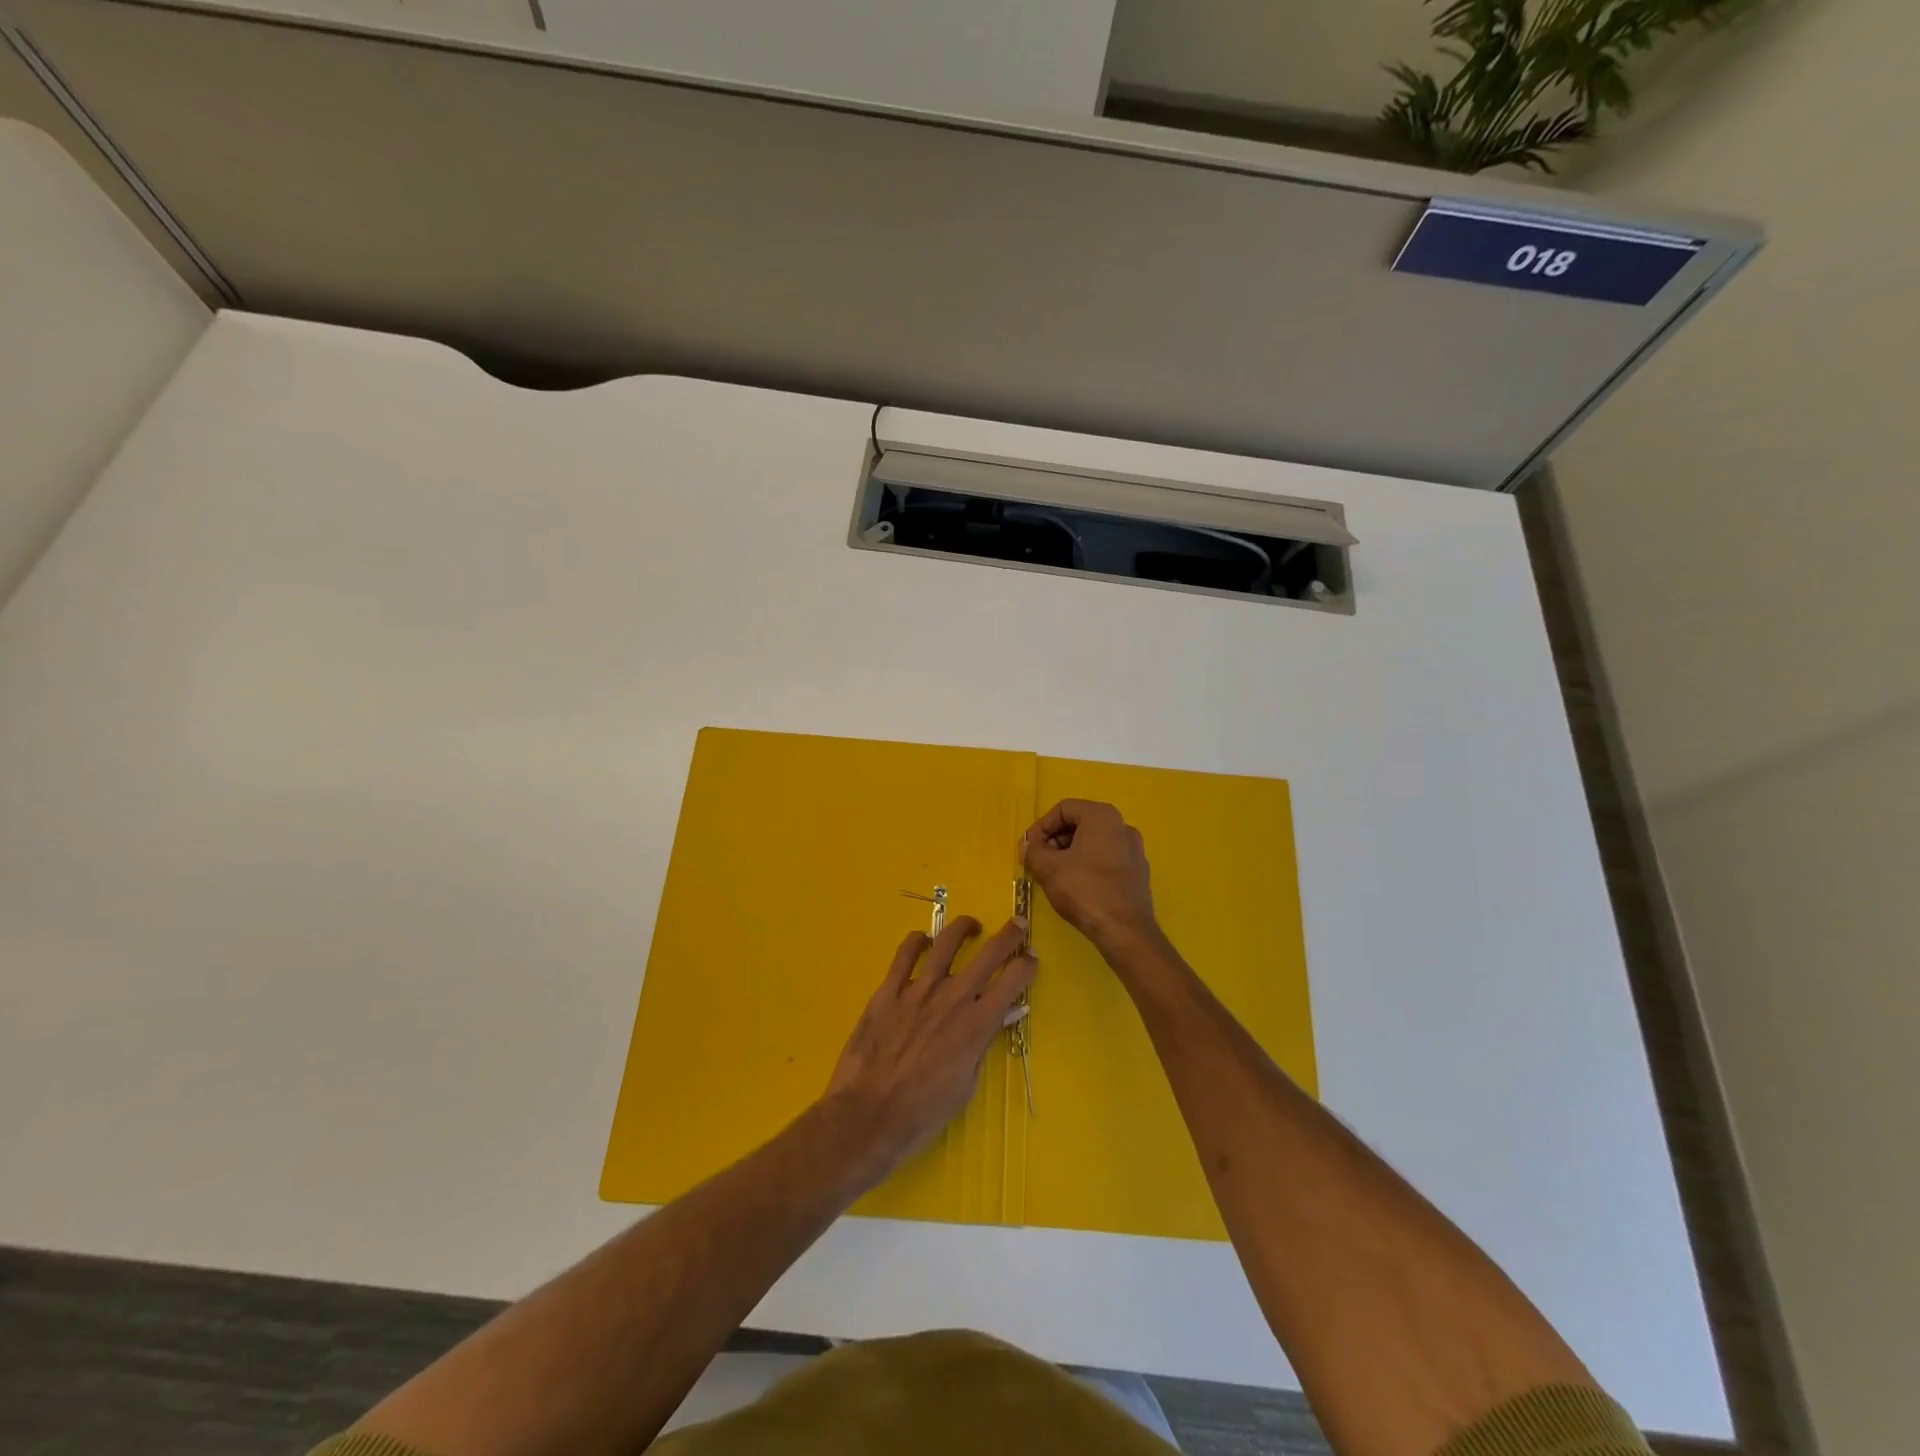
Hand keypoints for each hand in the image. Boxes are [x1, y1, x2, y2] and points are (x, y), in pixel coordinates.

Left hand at [823, 916, 1036, 1182]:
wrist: (869, 1115)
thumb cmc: (923, 1112)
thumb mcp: (966, 1085)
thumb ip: (982, 1045)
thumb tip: (999, 1018)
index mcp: (976, 1025)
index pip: (1013, 981)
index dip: (1027, 966)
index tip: (1032, 959)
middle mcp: (952, 998)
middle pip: (989, 954)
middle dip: (1010, 935)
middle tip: (1019, 923)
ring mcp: (918, 990)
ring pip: (946, 943)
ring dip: (963, 928)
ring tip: (971, 925)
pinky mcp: (888, 990)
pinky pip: (905, 954)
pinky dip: (916, 941)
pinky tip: (923, 940)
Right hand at [1022, 800, 1158, 954]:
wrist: (1124, 930)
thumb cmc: (1084, 890)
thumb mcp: (1047, 868)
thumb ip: (1033, 850)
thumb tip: (1029, 845)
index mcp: (1102, 816)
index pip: (1063, 809)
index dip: (1041, 826)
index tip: (1029, 847)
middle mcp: (1122, 826)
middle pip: (1080, 823)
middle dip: (1055, 839)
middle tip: (1040, 860)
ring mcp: (1135, 849)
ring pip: (1094, 842)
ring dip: (1070, 853)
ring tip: (1055, 874)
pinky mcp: (1139, 872)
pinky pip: (1108, 858)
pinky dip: (1089, 865)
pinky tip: (1077, 886)